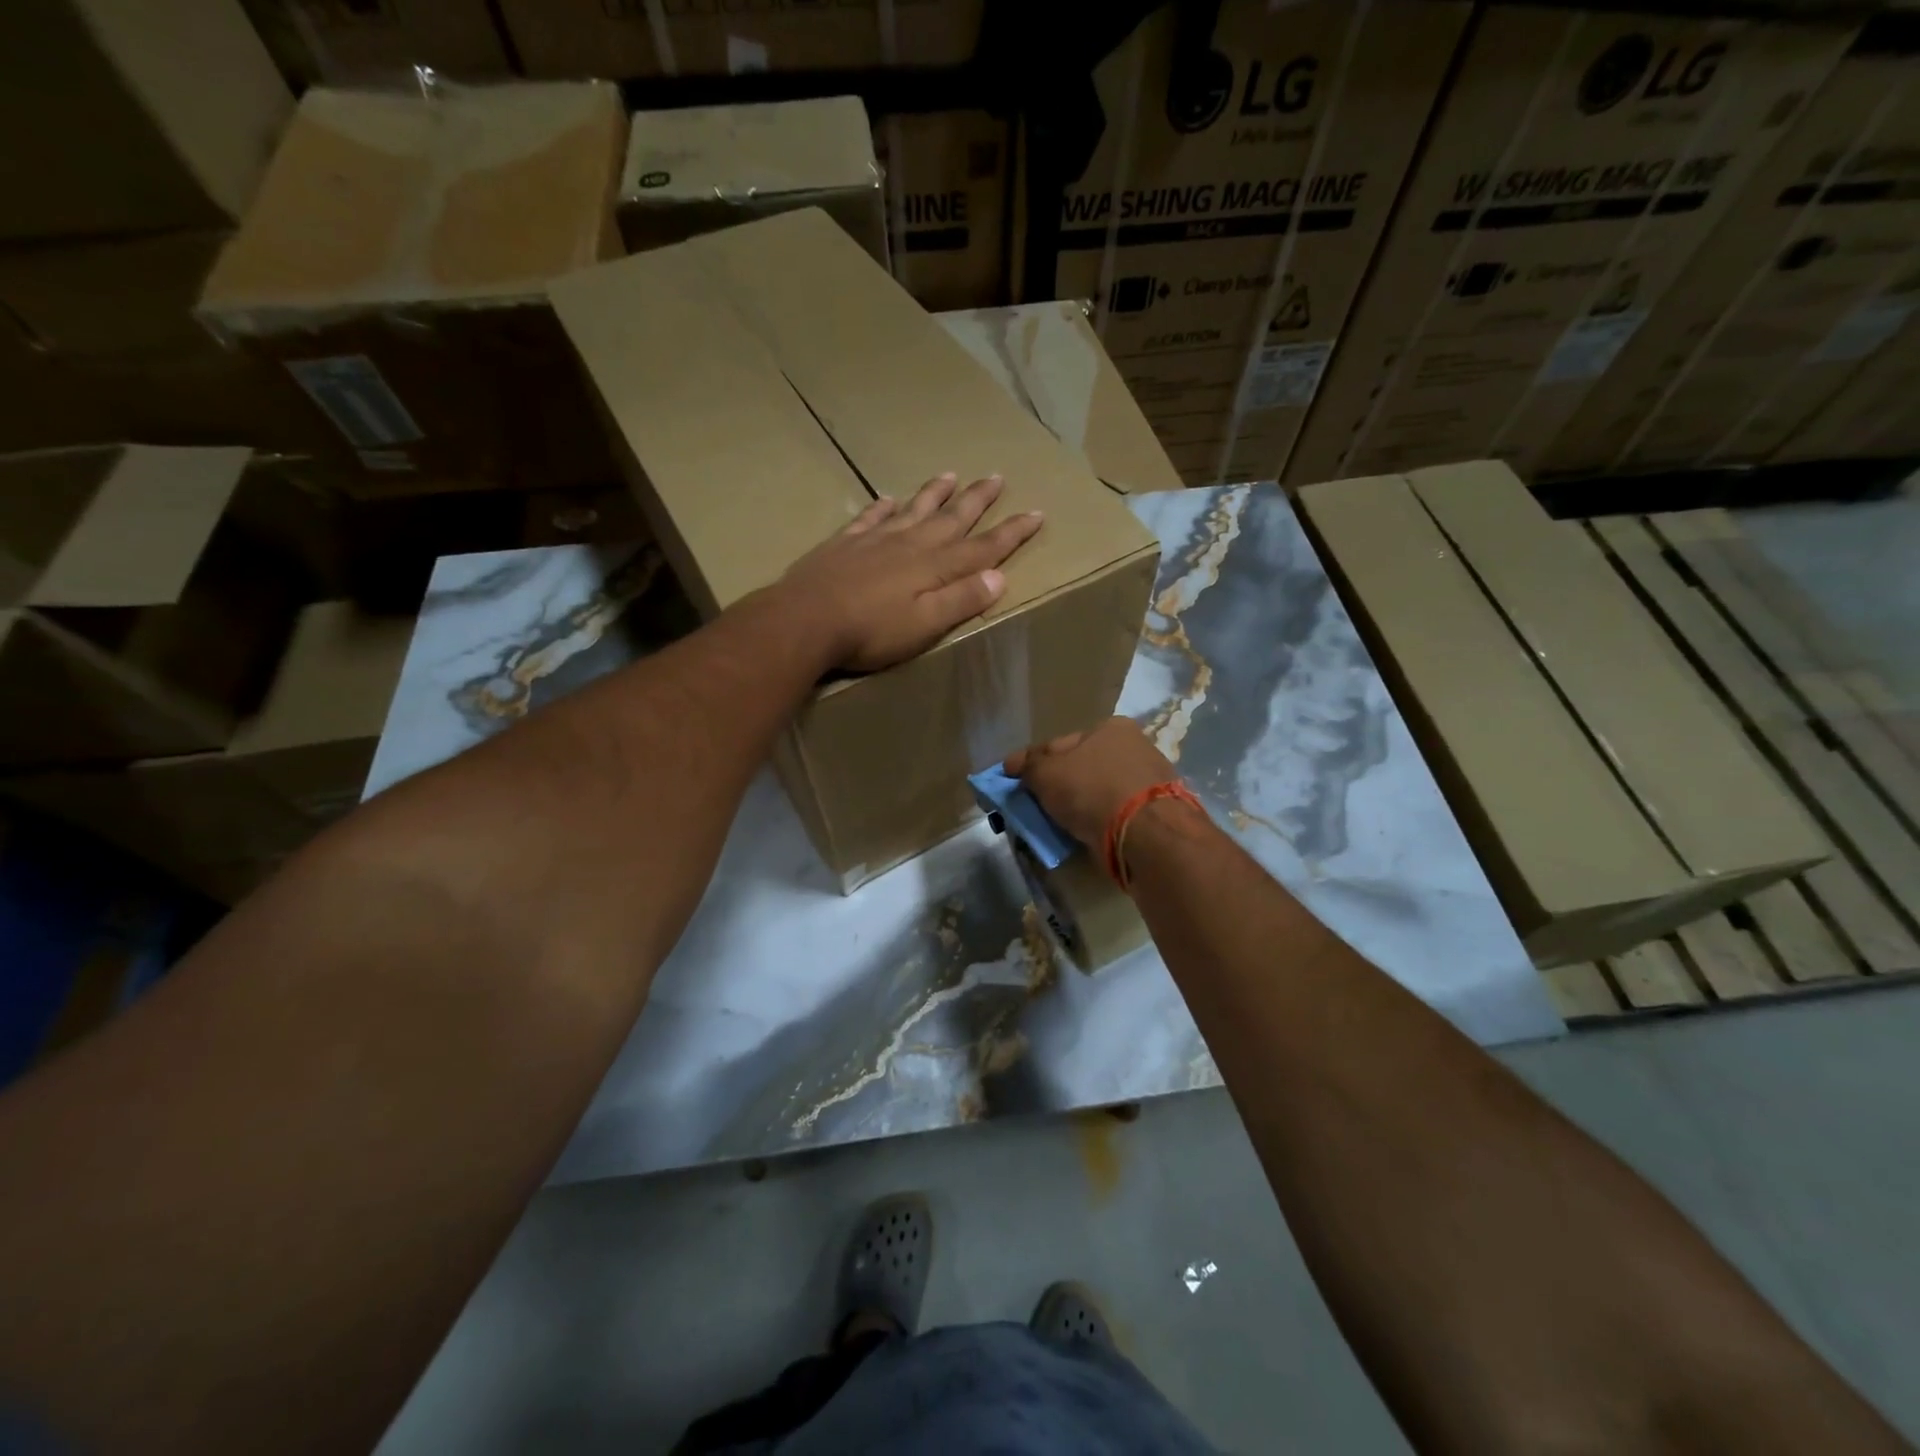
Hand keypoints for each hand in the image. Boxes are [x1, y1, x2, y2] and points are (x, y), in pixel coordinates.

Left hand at [780, 473, 1043, 672]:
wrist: (805, 620)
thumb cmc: (870, 631)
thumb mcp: (925, 624)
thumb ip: (961, 599)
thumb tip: (1000, 576)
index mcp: (934, 567)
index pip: (982, 547)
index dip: (1010, 533)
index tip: (1035, 513)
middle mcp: (909, 545)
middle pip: (950, 518)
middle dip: (977, 500)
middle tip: (996, 477)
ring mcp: (875, 540)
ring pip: (913, 509)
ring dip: (934, 494)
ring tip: (950, 474)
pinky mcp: (844, 544)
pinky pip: (870, 518)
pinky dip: (883, 508)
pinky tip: (888, 499)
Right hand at [1005, 717, 1178, 846]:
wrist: (1147, 834)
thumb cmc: (1093, 790)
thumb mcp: (1047, 774)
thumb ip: (1028, 766)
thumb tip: (1015, 765)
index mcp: (1110, 727)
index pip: (1060, 744)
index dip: (1032, 761)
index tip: (1012, 777)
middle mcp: (1134, 746)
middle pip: (1082, 766)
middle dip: (1058, 783)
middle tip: (1034, 803)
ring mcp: (1149, 780)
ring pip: (1099, 790)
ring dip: (1078, 804)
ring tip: (1057, 822)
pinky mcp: (1157, 812)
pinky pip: (1115, 812)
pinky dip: (1098, 820)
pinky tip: (1084, 832)